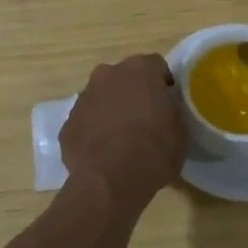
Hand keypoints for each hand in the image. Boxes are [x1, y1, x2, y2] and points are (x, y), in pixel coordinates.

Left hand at [60, 54, 186, 210]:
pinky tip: (104, 154)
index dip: (163, 84)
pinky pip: (86, 121)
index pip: (156, 66)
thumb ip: (171, 109)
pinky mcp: (68, 123)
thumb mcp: (180, 129)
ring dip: (111, 110)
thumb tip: (163, 109)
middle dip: (133, 93)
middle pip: (124, 78)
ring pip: (102, 97)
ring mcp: (84, 98)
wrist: (110, 181)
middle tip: (145, 119)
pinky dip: (94, 131)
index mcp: (140, 69)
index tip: (168, 104)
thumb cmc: (154, 150)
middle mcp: (108, 74)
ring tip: (122, 140)